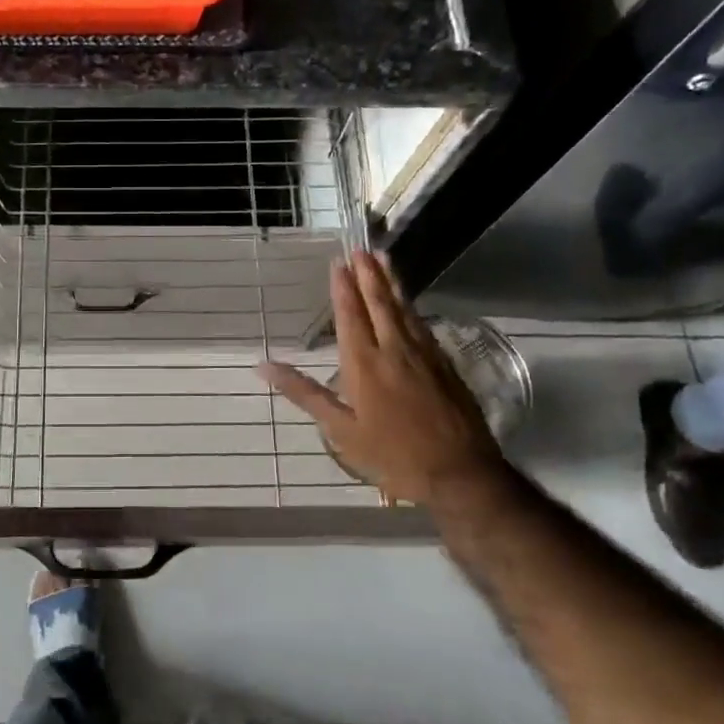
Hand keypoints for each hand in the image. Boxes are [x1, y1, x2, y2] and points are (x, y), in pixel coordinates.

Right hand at [258, 252, 505, 506]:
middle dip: (368, 275)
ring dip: (392, 283)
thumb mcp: (340, 430)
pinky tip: (409, 303)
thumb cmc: (392, 454)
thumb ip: (304, 393)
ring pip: (405, 309)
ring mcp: (424, 355)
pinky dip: (412, 307)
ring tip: (384, 260)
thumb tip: (263, 367)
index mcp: (364, 363)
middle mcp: (394, 350)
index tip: (339, 263)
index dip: (344, 288)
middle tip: (361, 249)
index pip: (351, 316)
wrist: (460, 473)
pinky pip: (423, 325)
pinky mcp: (445, 365)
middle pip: (380, 304)